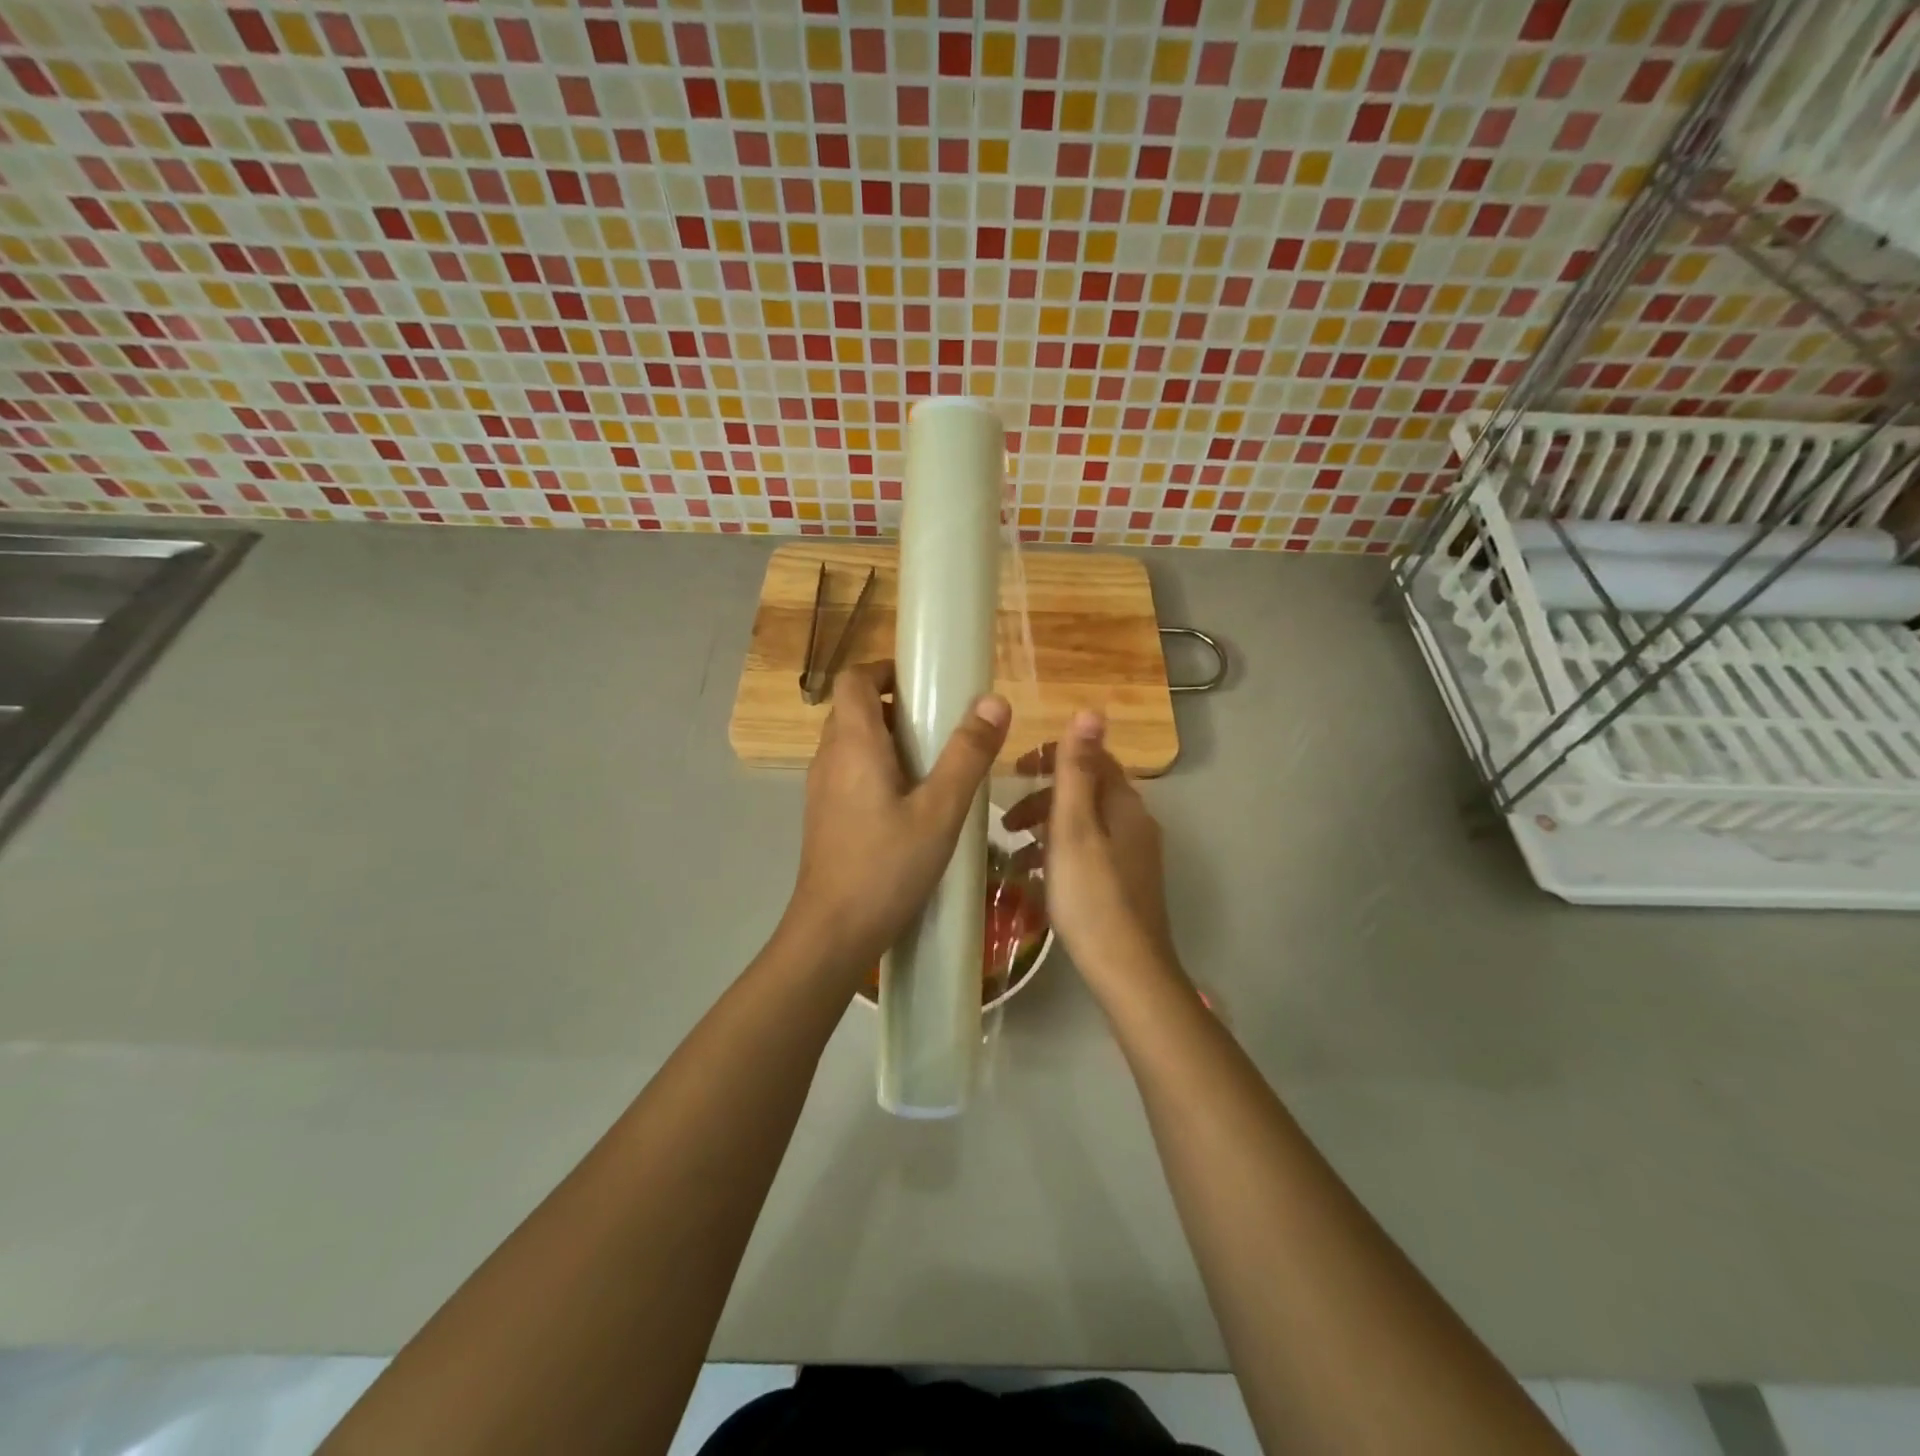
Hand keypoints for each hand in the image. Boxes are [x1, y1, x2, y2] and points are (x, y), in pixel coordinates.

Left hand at [780, 660, 1010, 981]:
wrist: (833, 933)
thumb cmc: (887, 867)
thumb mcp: (940, 811)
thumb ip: (968, 755)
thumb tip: (994, 700)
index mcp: (852, 744)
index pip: (854, 679)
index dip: (885, 670)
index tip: (924, 683)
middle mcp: (829, 758)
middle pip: (853, 709)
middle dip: (895, 705)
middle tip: (940, 725)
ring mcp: (822, 789)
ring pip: (851, 743)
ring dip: (888, 739)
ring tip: (933, 764)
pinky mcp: (825, 816)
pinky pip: (850, 772)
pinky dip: (878, 769)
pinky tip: (911, 804)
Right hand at [1004, 712, 1177, 983]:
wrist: (1127, 969)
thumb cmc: (1091, 895)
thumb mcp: (1074, 827)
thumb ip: (1077, 770)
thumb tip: (1090, 711)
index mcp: (1125, 805)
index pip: (1092, 758)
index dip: (1053, 756)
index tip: (1014, 770)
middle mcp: (1136, 824)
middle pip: (1087, 792)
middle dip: (1044, 797)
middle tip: (1007, 820)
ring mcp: (1133, 856)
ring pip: (1085, 824)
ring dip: (1047, 828)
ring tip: (1012, 850)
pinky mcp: (1126, 884)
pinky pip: (1088, 852)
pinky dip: (1060, 853)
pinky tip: (1035, 878)